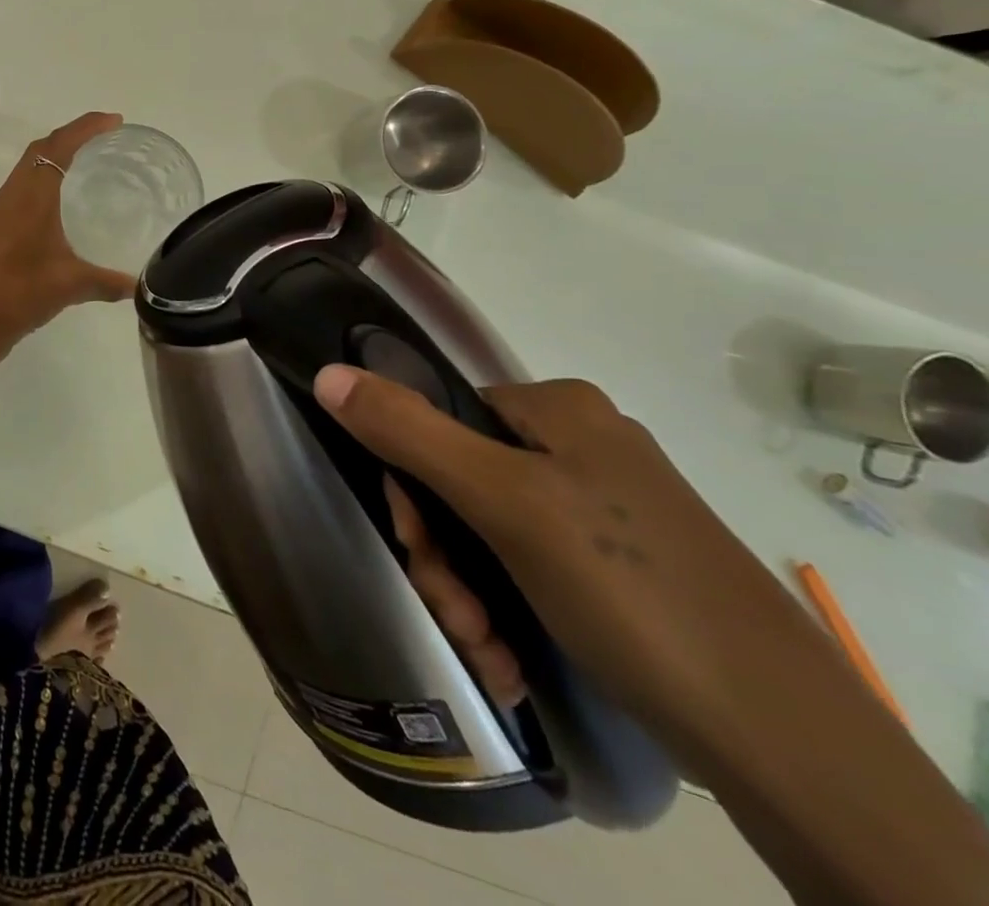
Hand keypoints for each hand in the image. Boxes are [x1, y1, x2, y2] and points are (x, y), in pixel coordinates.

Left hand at [0, 113, 138, 356]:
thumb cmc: (17, 296)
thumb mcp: (70, 287)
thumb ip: (107, 282)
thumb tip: (140, 286)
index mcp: (28, 198)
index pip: (56, 147)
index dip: (84, 127)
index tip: (113, 121)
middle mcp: (8, 198)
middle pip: (38, 151)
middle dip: (70, 138)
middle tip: (104, 140)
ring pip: (25, 173)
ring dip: (52, 162)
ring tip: (84, 170)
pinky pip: (18, 195)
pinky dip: (40, 188)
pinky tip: (56, 213)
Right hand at [310, 367, 826, 759]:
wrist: (787, 741)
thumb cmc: (629, 589)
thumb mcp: (504, 502)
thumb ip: (408, 431)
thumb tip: (327, 372)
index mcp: (557, 408)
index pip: (438, 420)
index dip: (411, 486)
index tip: (414, 548)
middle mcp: (580, 445)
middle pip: (461, 481)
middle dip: (444, 556)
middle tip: (458, 616)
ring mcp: (604, 508)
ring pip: (490, 532)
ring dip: (469, 593)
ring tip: (488, 651)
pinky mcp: (620, 566)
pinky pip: (531, 566)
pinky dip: (507, 609)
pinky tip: (510, 657)